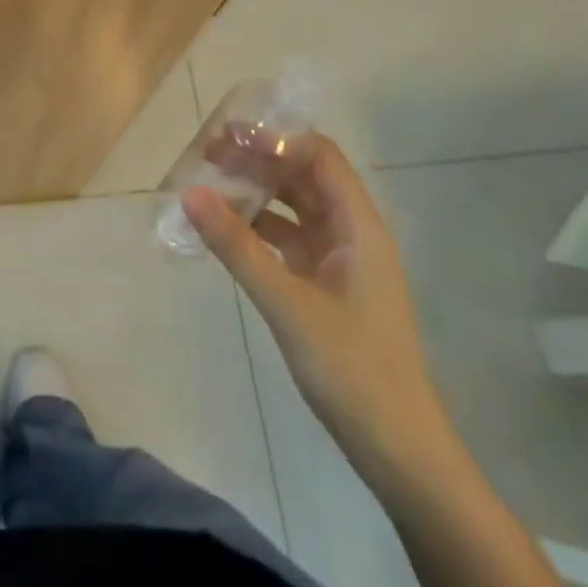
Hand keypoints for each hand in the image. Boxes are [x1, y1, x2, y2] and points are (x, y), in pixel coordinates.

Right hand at [183, 137, 459, 498]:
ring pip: (294, 207)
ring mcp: (338, 260)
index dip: (276, 140)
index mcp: (358, 226)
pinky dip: (258, 228)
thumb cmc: (351, 369)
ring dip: (257, 193)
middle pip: (304, 176)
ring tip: (209, 184)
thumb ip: (237, 247)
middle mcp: (350, 233)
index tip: (228, 136)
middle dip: (259, 160)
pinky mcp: (324, 285)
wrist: (397, 450)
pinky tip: (225, 230)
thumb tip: (190, 193)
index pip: (319, 156)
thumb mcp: (287, 304)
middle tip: (208, 155)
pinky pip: (288, 240)